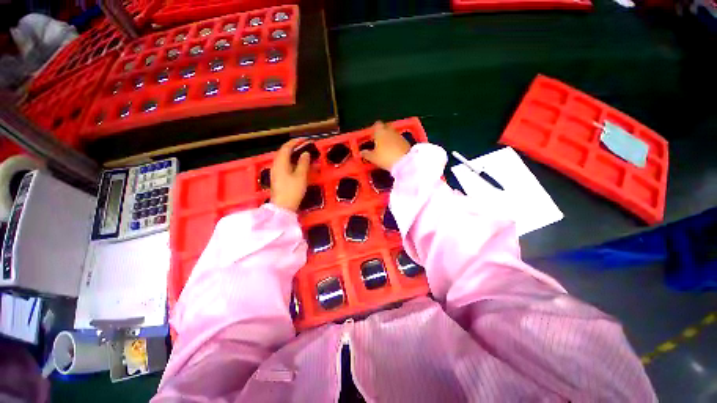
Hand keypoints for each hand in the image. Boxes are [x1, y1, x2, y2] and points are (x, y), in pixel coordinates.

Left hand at [270, 139, 310, 211]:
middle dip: (294, 147)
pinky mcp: (277, 178)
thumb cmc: (292, 190)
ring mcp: (275, 172)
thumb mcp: (301, 176)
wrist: (283, 207)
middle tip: (305, 147)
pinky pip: (284, 165)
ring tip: (303, 155)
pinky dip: (291, 162)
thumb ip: (303, 163)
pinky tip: (298, 165)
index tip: (305, 140)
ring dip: (293, 155)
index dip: (295, 142)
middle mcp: (276, 165)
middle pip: (284, 152)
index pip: (286, 147)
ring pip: (284, 159)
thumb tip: (305, 153)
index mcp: (281, 162)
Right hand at [360, 121, 410, 169]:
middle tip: (378, 142)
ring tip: (385, 148)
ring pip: (392, 133)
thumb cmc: (385, 157)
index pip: (376, 125)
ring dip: (389, 138)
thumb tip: (361, 152)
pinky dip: (395, 143)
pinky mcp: (406, 141)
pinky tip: (393, 151)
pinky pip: (398, 139)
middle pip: (385, 128)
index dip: (374, 130)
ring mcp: (399, 135)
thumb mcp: (373, 158)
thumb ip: (366, 154)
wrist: (404, 161)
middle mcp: (390, 130)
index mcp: (380, 131)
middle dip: (382, 133)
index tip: (372, 136)